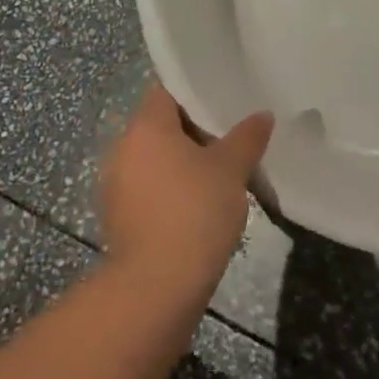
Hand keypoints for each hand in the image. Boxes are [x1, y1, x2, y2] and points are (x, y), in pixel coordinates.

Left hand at [101, 84, 273, 299]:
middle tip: (230, 136)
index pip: (167, 91)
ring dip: (181, 162)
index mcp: (146, 127)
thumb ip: (247, 137)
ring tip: (219, 171)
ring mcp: (115, 185)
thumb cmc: (194, 212)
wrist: (156, 287)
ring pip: (154, 159)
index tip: (224, 100)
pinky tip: (198, 203)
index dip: (195, 92)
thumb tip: (262, 114)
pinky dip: (170, 188)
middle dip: (193, 130)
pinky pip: (147, 188)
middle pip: (160, 125)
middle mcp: (122, 148)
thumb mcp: (231, 170)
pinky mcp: (118, 217)